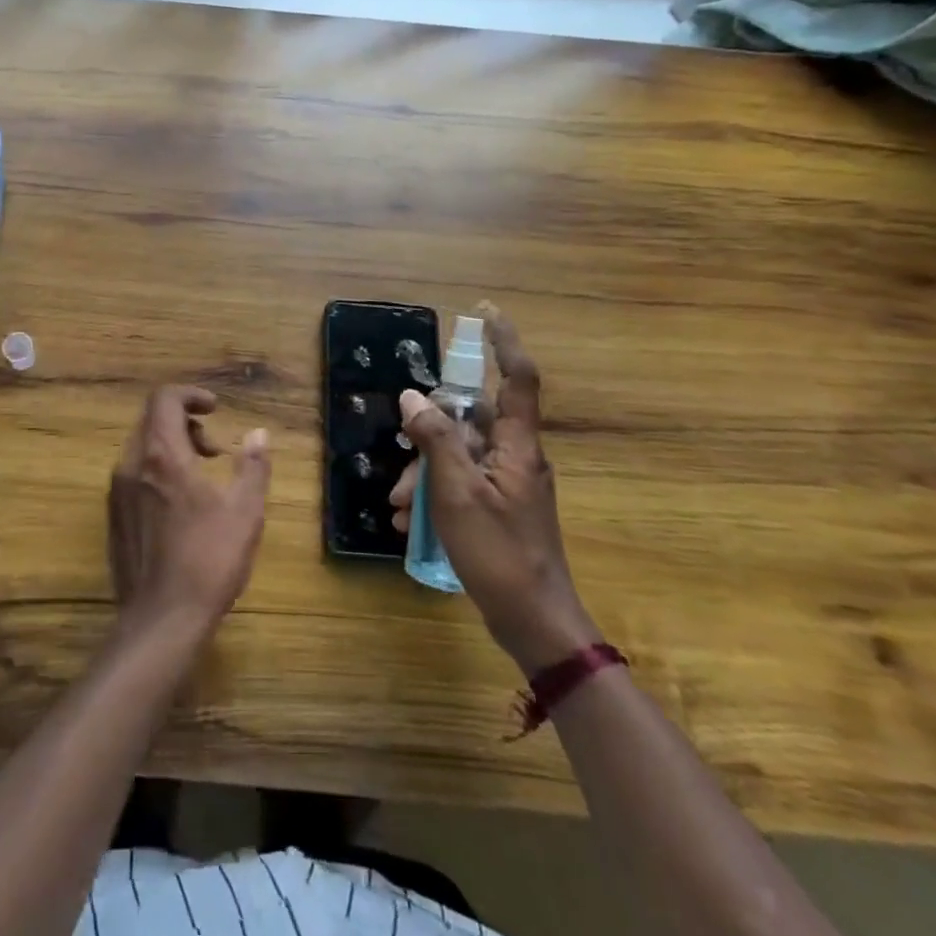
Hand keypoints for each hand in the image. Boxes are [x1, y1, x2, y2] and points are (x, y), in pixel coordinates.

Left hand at [108, 387, 270, 637]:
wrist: (161, 620)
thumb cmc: (208, 560)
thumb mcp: (245, 511)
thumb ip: (253, 466)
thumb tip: (259, 433)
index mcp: (162, 455)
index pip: (164, 399)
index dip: (190, 395)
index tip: (215, 409)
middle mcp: (132, 465)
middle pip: (152, 421)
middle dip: (185, 424)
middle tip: (214, 451)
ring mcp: (117, 492)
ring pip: (142, 448)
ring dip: (172, 448)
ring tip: (202, 479)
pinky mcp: (114, 518)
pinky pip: (134, 474)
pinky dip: (157, 471)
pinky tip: (181, 506)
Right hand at [389, 306, 598, 673]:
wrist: (536, 623)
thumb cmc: (499, 552)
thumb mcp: (457, 492)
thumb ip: (436, 440)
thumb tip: (414, 398)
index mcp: (517, 446)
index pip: (517, 378)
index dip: (503, 342)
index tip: (483, 312)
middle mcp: (516, 458)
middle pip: (470, 423)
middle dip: (428, 438)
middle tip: (401, 467)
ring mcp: (508, 486)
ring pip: (459, 457)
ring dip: (424, 475)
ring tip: (399, 508)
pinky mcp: (500, 510)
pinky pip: (461, 486)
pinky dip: (435, 496)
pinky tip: (410, 524)